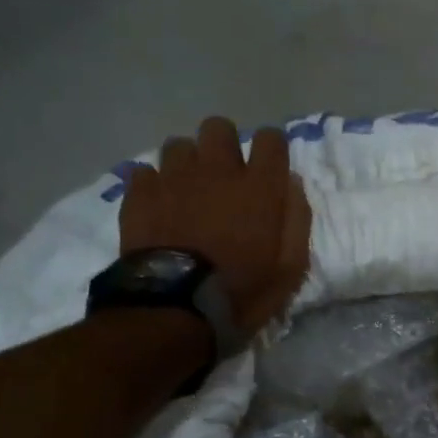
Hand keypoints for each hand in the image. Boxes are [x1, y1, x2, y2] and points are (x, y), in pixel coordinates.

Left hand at [119, 117, 311, 335]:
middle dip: (224, 146)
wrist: (175, 308)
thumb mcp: (290, 268)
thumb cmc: (241, 292)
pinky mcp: (140, 193)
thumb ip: (296, 220)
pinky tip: (158, 206)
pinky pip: (145, 171)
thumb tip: (290, 184)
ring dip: (187, 164)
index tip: (268, 169)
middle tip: (224, 178)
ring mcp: (174, 178)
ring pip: (179, 145)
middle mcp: (217, 170)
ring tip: (188, 192)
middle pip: (219, 128)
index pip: (270, 138)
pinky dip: (154, 185)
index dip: (270, 150)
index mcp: (259, 187)